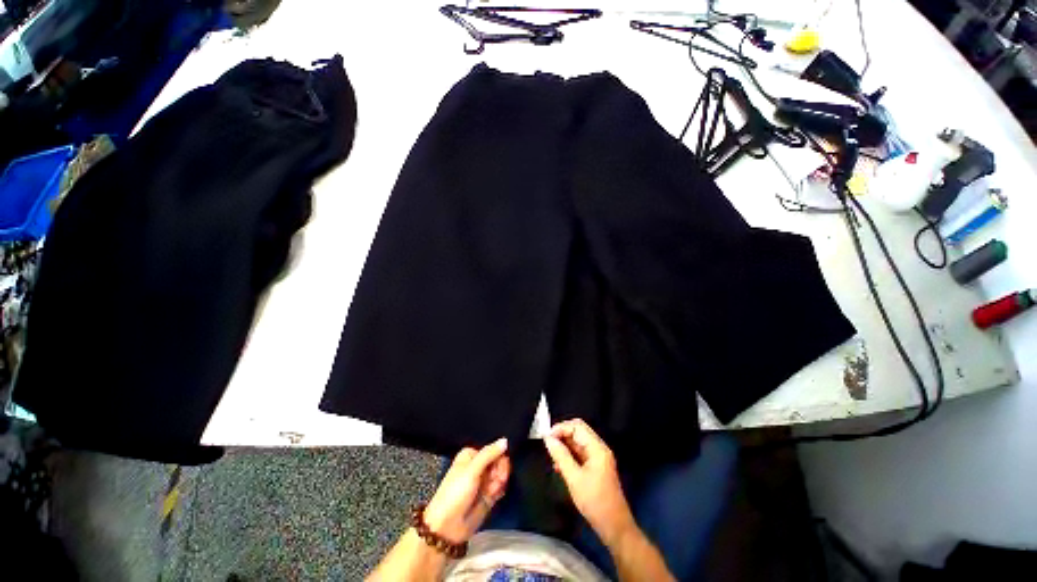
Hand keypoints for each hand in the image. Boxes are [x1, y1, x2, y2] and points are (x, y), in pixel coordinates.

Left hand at [424, 438, 509, 543]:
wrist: (447, 527)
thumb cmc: (456, 493)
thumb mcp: (471, 470)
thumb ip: (489, 454)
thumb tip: (505, 440)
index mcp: (471, 455)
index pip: (493, 448)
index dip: (499, 456)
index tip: (500, 464)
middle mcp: (478, 465)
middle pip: (499, 460)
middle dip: (500, 470)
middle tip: (497, 479)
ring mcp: (484, 481)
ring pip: (501, 474)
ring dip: (499, 482)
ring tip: (491, 491)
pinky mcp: (488, 495)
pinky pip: (501, 487)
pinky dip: (499, 491)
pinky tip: (494, 496)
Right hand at [544, 419, 636, 547]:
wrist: (614, 526)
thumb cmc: (595, 501)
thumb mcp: (574, 478)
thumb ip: (561, 456)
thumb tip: (548, 439)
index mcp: (597, 448)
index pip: (577, 426)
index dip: (561, 428)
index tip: (546, 438)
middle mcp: (599, 448)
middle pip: (578, 431)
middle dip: (562, 434)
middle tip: (548, 444)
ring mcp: (598, 457)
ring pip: (578, 442)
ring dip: (564, 445)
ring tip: (551, 456)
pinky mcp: (596, 467)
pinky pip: (580, 453)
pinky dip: (569, 455)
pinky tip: (559, 466)